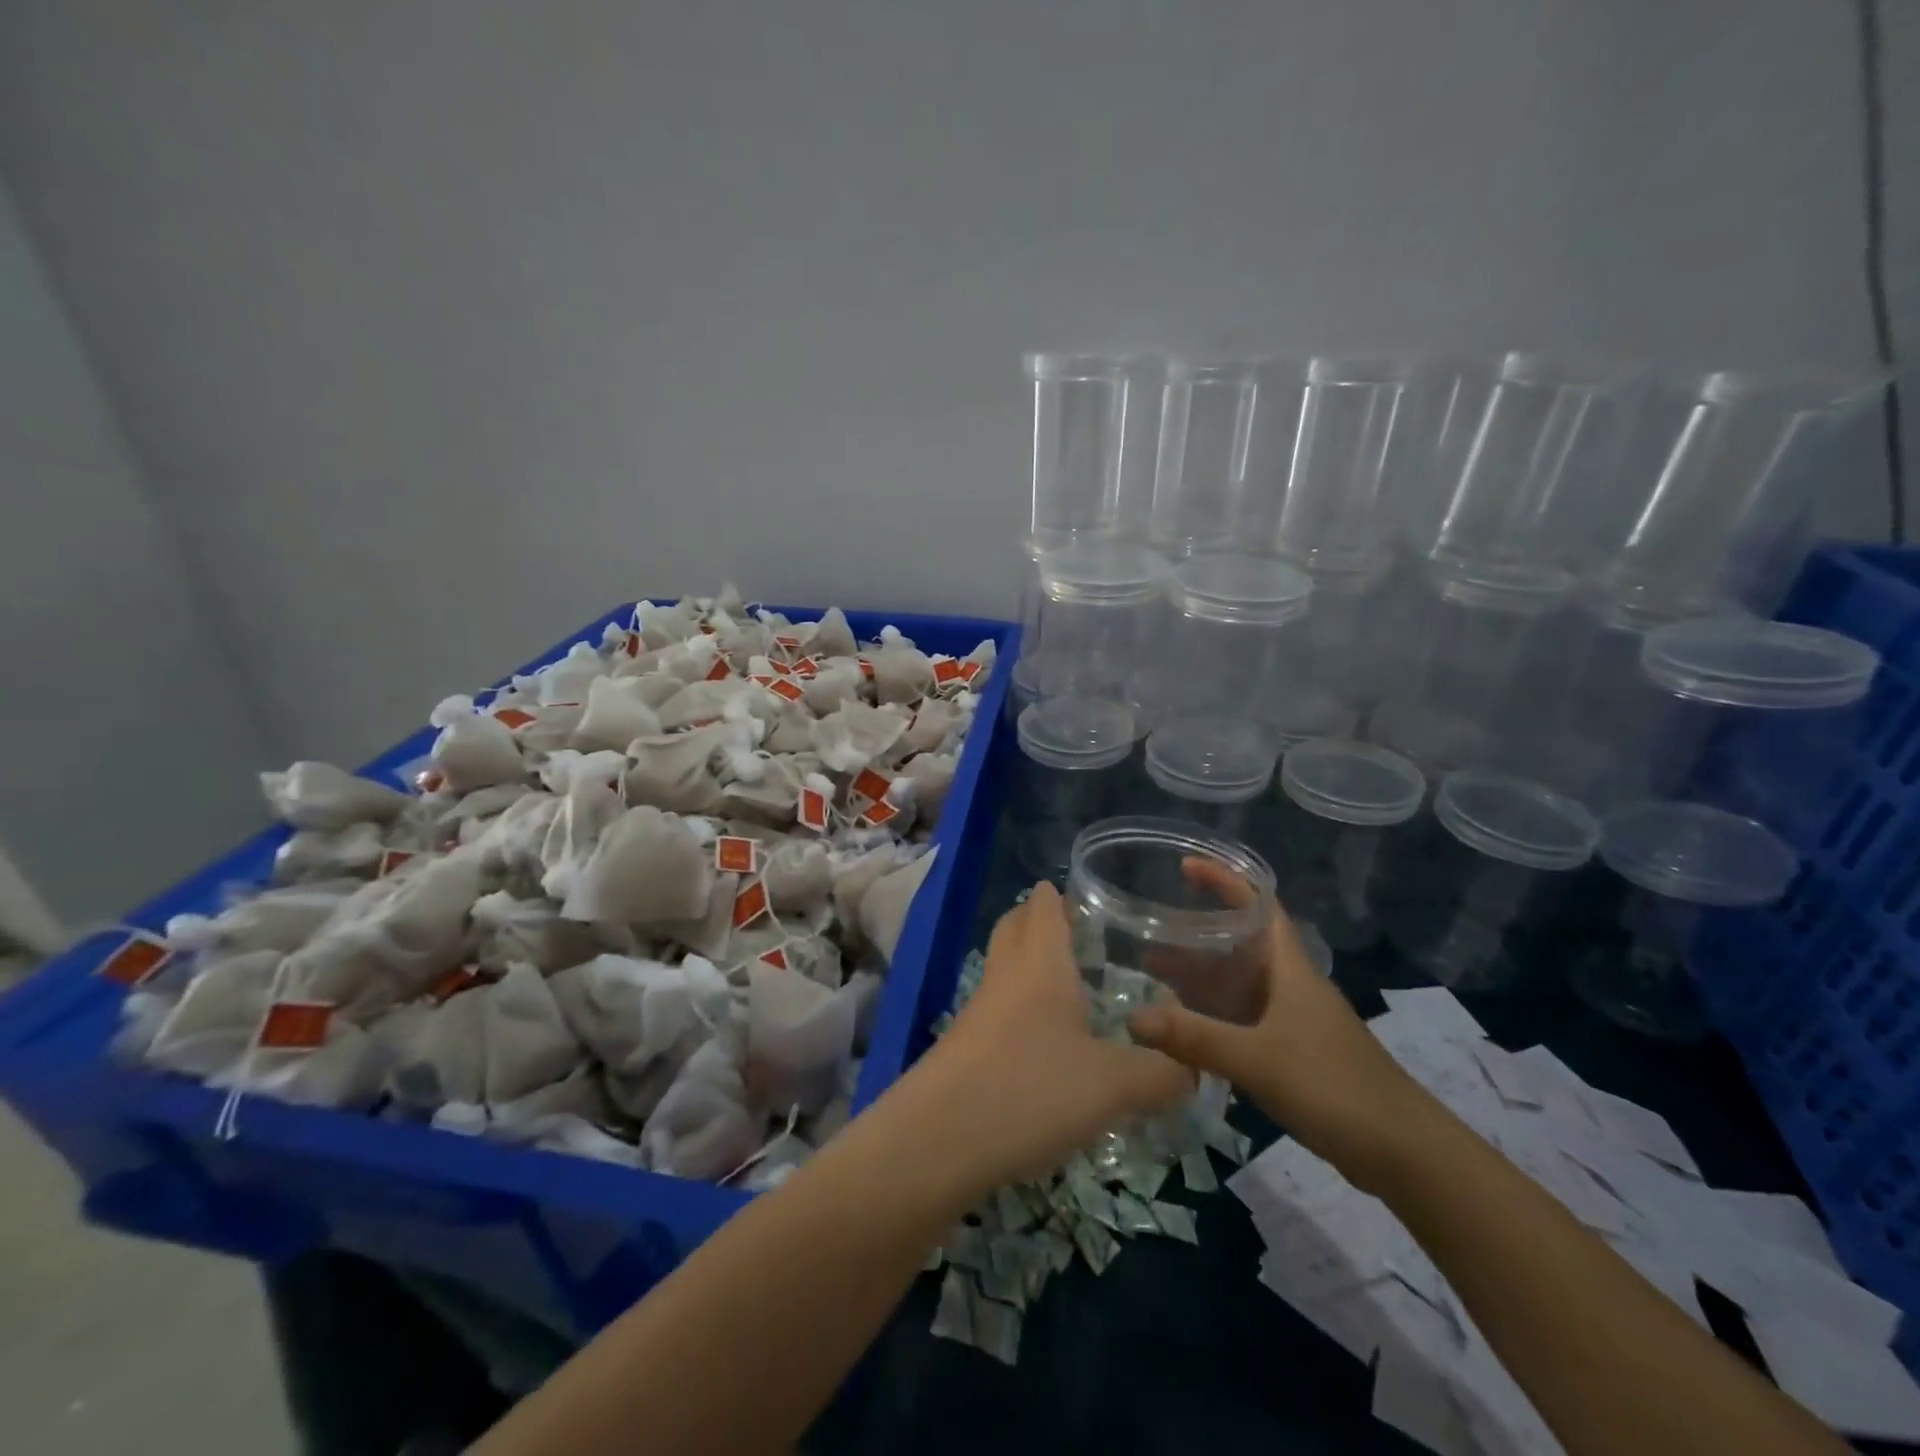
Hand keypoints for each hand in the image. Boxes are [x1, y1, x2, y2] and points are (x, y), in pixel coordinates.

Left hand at [917, 882, 1192, 1187]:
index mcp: (1040, 963)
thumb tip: (1195, 1070)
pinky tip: (1047, 1043)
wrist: (937, 1140)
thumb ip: (1160, 1074)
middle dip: (1038, 920)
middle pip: (1015, 928)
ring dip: (1030, 965)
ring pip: (1005, 969)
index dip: (1058, 894)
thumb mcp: (1112, 1085)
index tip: (1082, 892)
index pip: (1043, 907)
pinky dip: (1022, 1008)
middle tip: (1076, 930)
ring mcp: (979, 1011)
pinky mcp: (965, 1047)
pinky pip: (998, 1009)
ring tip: (1071, 986)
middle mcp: (1006, 976)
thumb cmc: (1031, 1089)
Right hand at [1128, 859, 1425, 1193]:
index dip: (1224, 879)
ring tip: (1154, 976)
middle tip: (1149, 933)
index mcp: (1290, 968)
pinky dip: (1213, 1015)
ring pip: (1239, 985)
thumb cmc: (1334, 1087)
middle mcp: (1290, 985)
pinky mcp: (1295, 1053)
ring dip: (1201, 977)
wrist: (1406, 1154)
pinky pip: (1244, 1019)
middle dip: (1197, 935)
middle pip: (1240, 944)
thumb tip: (1131, 1017)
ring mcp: (1294, 1020)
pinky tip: (1186, 1029)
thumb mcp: (1257, 1059)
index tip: (1184, 866)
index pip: (1258, 904)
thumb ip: (1194, 1037)